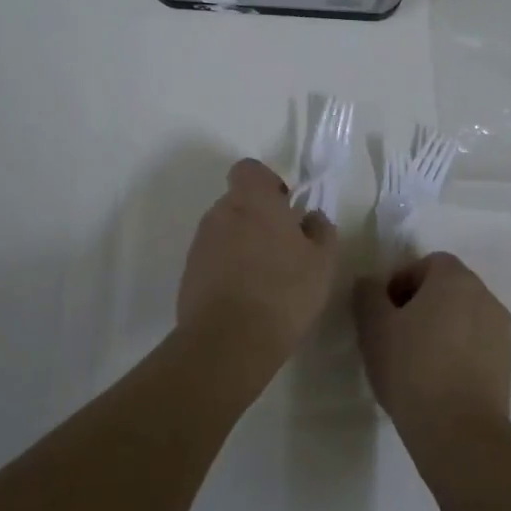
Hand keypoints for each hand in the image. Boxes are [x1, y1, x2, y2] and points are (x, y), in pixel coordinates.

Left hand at [178, 159, 338, 364]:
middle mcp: (220, 213)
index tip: (286, 207)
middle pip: (238, 202)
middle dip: (258, 218)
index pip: (249, 170)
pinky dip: (227, 269)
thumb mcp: (322, 262)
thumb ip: (321, 231)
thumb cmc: (284, 291)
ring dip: (243, 245)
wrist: (229, 341)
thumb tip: (312, 218)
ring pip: (225, 231)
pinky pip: (212, 259)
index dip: (267, 183)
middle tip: (283, 248)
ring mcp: (200, 244)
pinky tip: (246, 298)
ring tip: (266, 278)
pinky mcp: (188, 274)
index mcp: (252, 201)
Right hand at [353, 253, 510, 445]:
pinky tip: (438, 381)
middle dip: (421, 305)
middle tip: (396, 335)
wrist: (460, 432)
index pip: (428, 263)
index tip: (384, 312)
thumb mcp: (374, 327)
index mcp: (455, 279)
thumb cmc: (412, 368)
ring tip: (416, 362)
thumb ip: (368, 294)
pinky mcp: (508, 365)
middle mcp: (485, 297)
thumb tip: (372, 284)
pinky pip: (477, 346)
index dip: (402, 281)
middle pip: (449, 289)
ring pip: (464, 318)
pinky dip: (459, 353)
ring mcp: (502, 332)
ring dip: (442, 329)